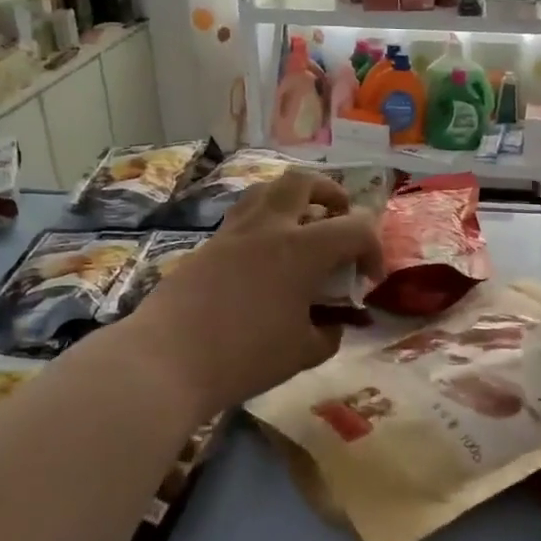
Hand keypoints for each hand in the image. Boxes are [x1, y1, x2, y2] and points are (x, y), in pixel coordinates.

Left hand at [135, 169, 384, 412]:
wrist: (167, 359)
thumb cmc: (244, 357)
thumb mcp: (302, 353)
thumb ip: (327, 333)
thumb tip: (331, 324)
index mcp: (302, 249)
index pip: (355, 228)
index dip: (373, 250)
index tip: (368, 279)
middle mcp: (268, 227)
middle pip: (303, 181)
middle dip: (330, 194)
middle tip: (337, 219)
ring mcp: (232, 232)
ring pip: (266, 190)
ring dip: (291, 200)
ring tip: (299, 228)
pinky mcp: (207, 246)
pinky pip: (242, 218)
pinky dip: (263, 225)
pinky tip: (262, 260)